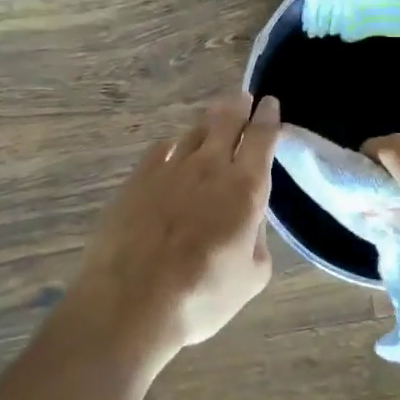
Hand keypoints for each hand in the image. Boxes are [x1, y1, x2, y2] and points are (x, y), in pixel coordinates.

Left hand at [73, 92, 281, 363]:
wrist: (130, 300)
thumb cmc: (201, 295)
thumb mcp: (251, 277)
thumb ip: (258, 239)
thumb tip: (250, 219)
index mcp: (245, 188)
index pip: (261, 138)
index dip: (267, 118)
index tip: (270, 103)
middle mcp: (209, 167)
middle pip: (226, 122)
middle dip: (238, 107)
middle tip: (243, 99)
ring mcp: (169, 169)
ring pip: (193, 132)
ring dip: (207, 124)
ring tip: (213, 122)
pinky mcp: (137, 179)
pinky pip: (161, 149)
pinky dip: (174, 146)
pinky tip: (172, 150)